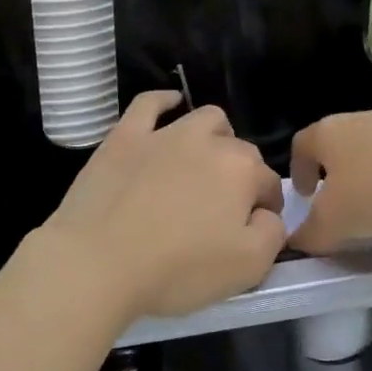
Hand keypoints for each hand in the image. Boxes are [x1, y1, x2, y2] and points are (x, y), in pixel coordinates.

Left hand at [41, 93, 285, 323]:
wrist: (98, 261)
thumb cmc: (177, 269)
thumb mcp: (248, 268)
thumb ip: (273, 234)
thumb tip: (267, 214)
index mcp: (241, 171)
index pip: (268, 183)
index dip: (265, 208)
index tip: (253, 229)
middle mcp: (207, 141)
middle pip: (238, 150)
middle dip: (240, 175)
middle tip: (223, 208)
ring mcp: (163, 133)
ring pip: (203, 119)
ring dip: (214, 137)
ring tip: (203, 163)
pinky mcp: (125, 136)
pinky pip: (150, 104)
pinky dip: (164, 101)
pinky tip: (170, 105)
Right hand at [289, 109, 371, 252]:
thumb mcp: (337, 223)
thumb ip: (311, 234)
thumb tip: (297, 241)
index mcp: (328, 133)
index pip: (301, 145)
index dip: (298, 170)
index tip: (304, 195)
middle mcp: (361, 119)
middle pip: (339, 143)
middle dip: (337, 173)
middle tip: (343, 205)